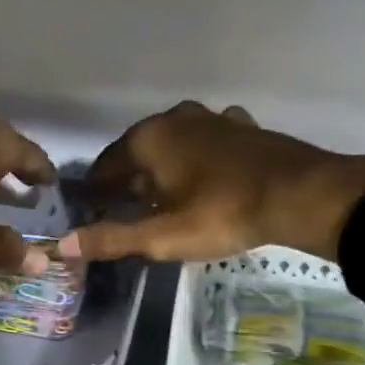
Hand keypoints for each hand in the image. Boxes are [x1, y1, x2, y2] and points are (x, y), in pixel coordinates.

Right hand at [58, 102, 364, 263]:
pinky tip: (205, 176)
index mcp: (149, 139)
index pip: (106, 165)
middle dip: (129, 178)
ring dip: (163, 167)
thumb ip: (112, 239)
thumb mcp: (162, 235)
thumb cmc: (222, 214)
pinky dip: (197, 158)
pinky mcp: (243, 127)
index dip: (96, 190)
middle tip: (125, 209)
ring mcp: (212, 118)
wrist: (302, 194)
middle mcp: (176, 119)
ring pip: (174, 144)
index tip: (92, 210)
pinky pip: (207, 142)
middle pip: (139, 151)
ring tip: (163, 196)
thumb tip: (63, 246)